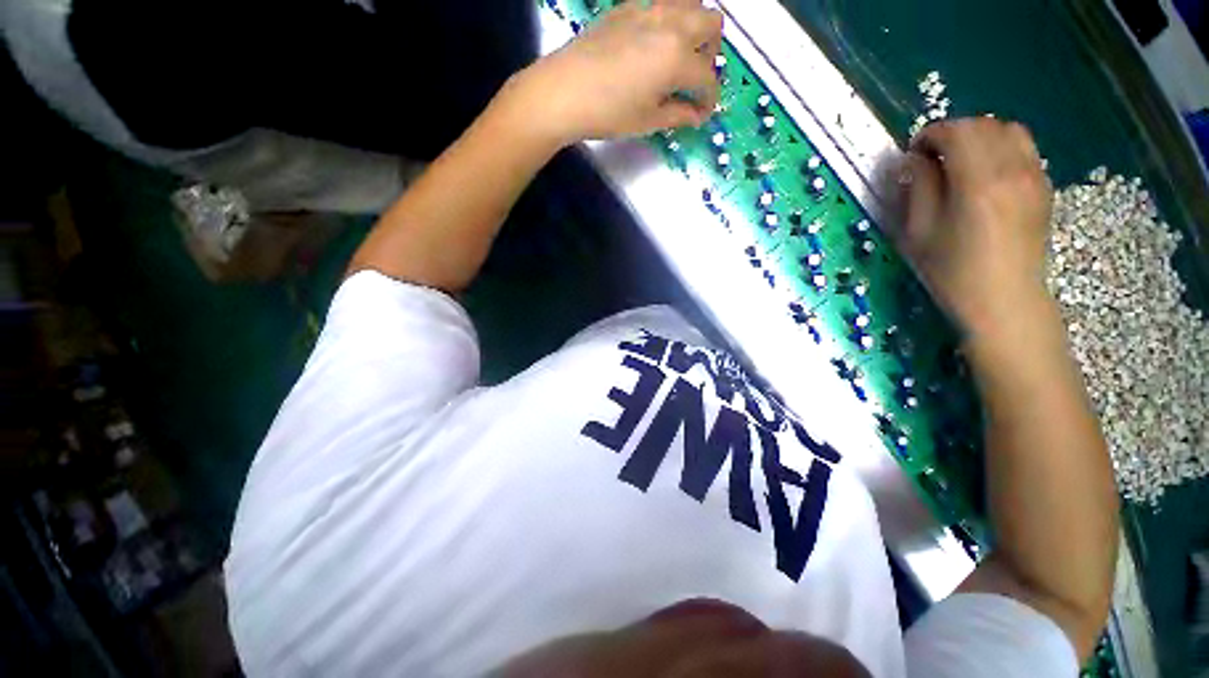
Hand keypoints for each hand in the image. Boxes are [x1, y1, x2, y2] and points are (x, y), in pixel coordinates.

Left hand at [507, 0, 722, 146]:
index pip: (708, 77)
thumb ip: (679, 115)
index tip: (701, 113)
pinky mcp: (627, 7)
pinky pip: (661, 4)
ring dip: (695, 28)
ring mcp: (648, 9)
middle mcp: (670, 24)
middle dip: (711, 52)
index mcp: (677, 57)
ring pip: (690, 3)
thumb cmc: (608, 113)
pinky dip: (669, 21)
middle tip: (695, 78)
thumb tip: (696, 115)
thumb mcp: (648, 121)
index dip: (709, 99)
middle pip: (711, 23)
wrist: (563, 92)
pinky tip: (652, 45)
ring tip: (679, 55)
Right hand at [897, 118, 1053, 339]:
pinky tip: (985, 172)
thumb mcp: (918, 232)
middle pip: (982, 125)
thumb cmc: (951, 271)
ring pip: (1008, 130)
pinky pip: (1024, 148)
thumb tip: (914, 160)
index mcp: (977, 182)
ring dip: (979, 136)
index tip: (912, 154)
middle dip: (952, 132)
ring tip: (960, 160)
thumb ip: (917, 188)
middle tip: (931, 157)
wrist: (1003, 299)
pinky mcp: (1044, 186)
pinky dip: (1000, 147)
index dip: (929, 135)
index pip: (955, 132)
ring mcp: (1034, 176)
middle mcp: (1012, 169)